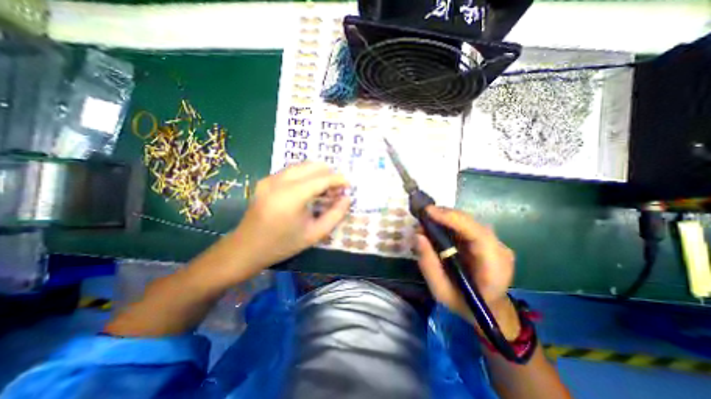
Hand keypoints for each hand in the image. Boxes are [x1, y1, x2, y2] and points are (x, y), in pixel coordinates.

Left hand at [230, 163, 348, 269]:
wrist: (246, 248)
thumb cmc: (283, 244)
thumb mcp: (314, 234)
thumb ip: (335, 215)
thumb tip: (347, 198)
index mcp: (291, 197)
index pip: (321, 179)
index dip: (338, 179)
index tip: (349, 184)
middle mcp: (279, 182)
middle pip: (311, 166)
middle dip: (328, 174)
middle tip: (336, 189)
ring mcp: (270, 179)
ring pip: (301, 166)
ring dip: (317, 173)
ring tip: (325, 189)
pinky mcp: (265, 180)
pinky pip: (291, 170)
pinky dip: (305, 175)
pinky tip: (309, 189)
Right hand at [415, 208, 520, 337]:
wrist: (489, 311)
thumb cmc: (464, 304)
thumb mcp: (441, 291)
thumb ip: (428, 265)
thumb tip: (418, 236)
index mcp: (494, 267)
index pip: (478, 234)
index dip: (453, 219)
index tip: (428, 212)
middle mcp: (500, 250)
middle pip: (472, 223)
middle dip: (445, 215)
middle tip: (422, 215)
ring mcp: (496, 243)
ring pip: (469, 222)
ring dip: (446, 218)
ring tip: (427, 220)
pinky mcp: (488, 241)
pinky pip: (467, 226)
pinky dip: (450, 222)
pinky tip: (437, 225)